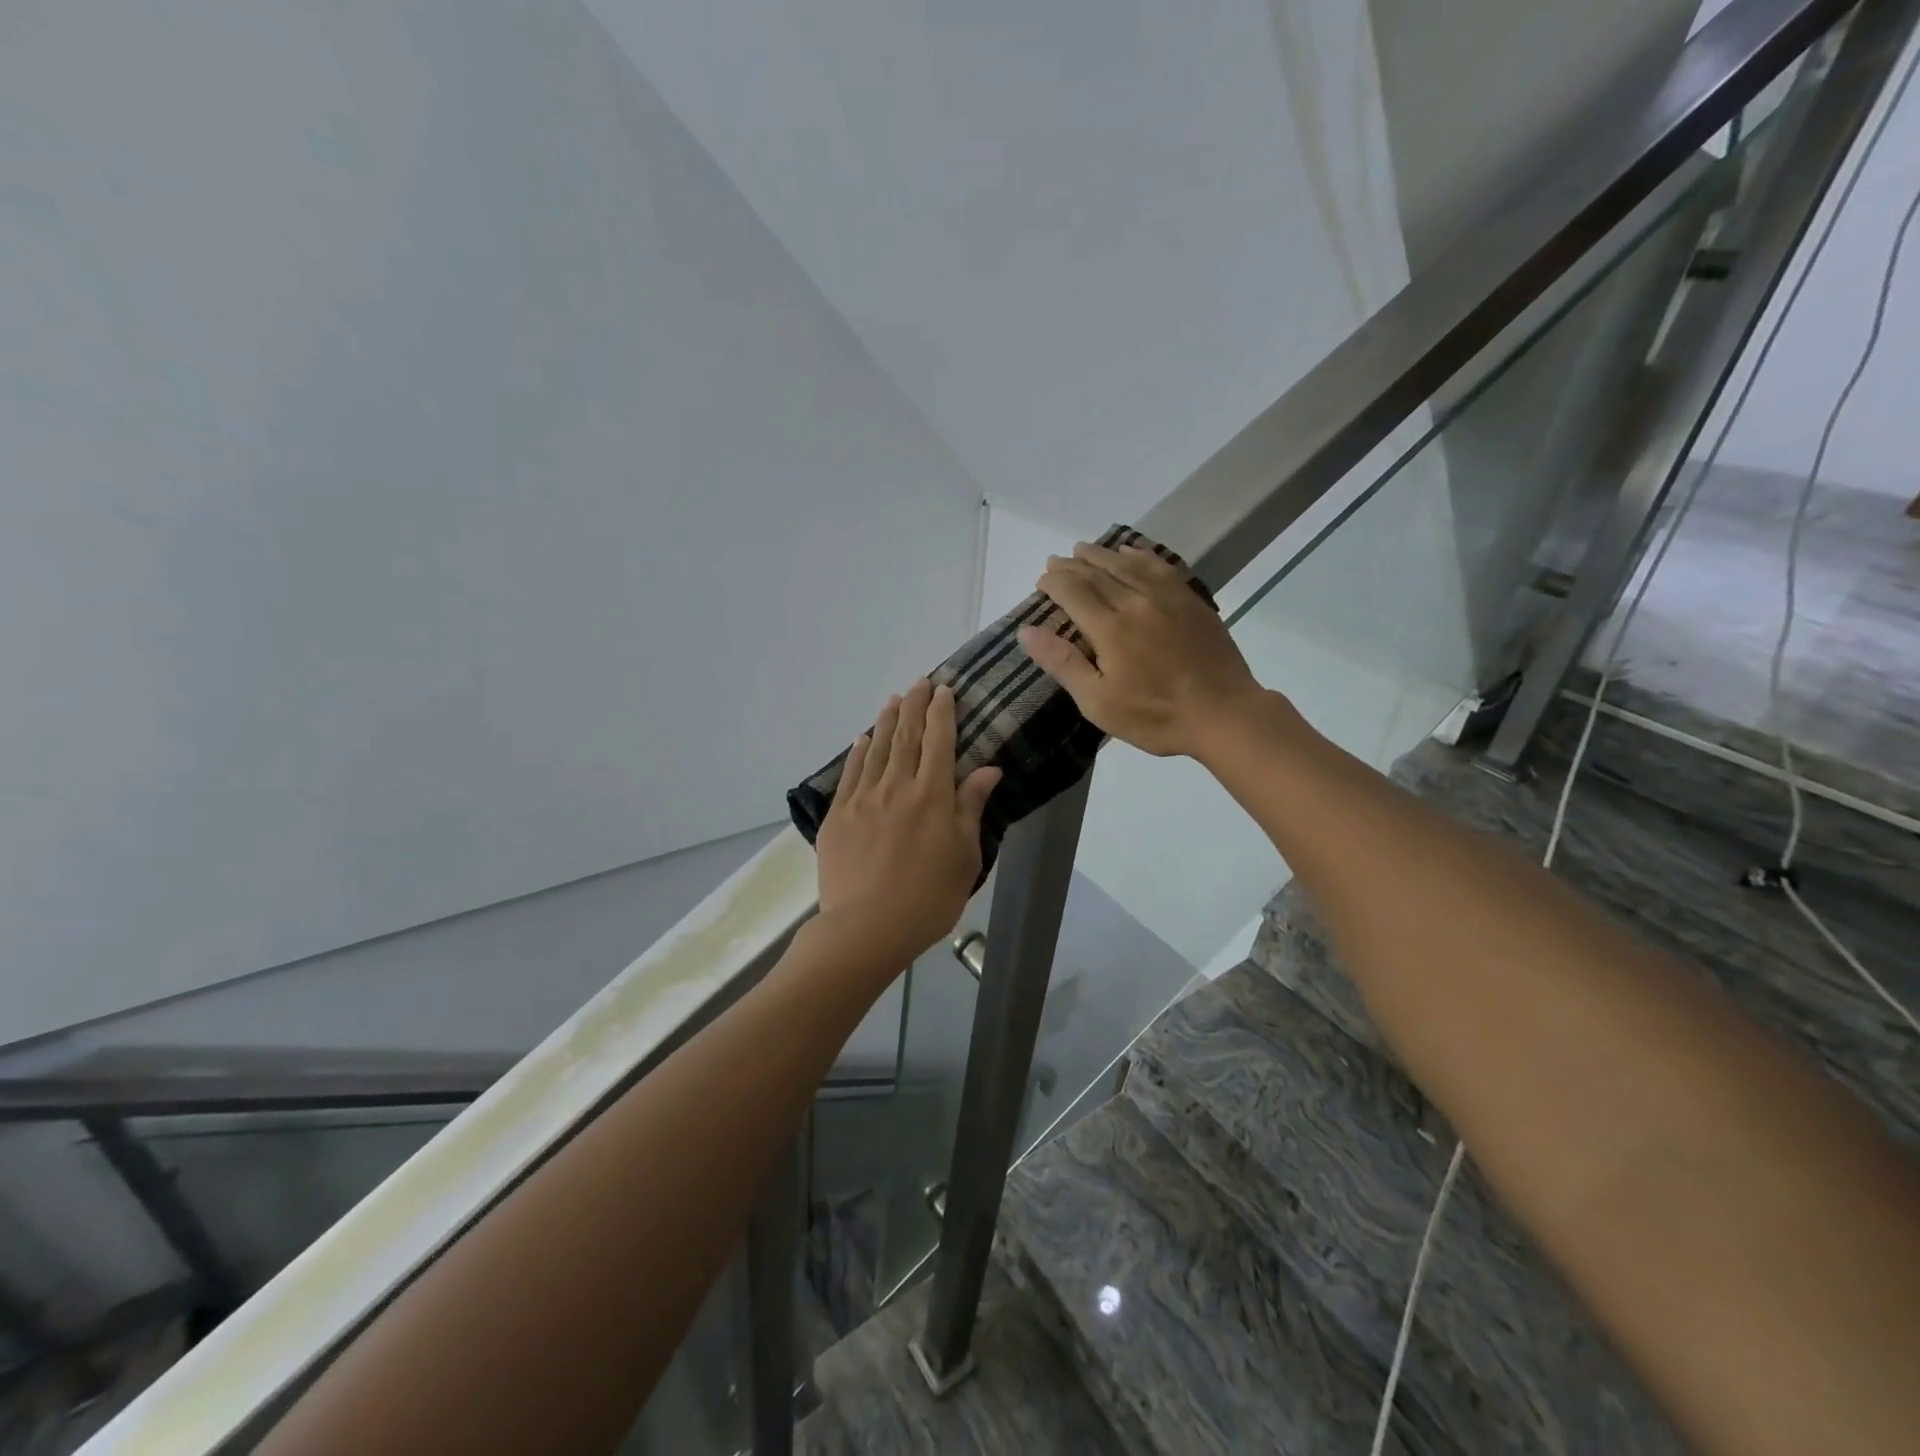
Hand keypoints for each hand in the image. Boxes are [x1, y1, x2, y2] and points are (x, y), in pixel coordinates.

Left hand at [814, 680, 1001, 969]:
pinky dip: (858, 752)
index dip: (942, 713)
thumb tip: (988, 769)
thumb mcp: (965, 857)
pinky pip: (850, 773)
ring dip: (886, 721)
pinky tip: (863, 739)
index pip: (939, 742)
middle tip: (920, 683)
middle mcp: (897, 787)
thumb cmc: (928, 898)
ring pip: (876, 749)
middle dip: (914, 706)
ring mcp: (863, 799)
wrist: (867, 928)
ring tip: (893, 700)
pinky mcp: (838, 815)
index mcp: (933, 797)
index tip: (943, 691)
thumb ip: (971, 808)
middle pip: (906, 737)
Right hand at [1018, 541, 1266, 758]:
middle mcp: (1136, 602)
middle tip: (1054, 562)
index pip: (1073, 591)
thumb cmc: (1155, 717)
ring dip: (1101, 554)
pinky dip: (1139, 555)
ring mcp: (1167, 597)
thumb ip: (1063, 663)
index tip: (1041, 581)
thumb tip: (1027, 631)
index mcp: (1110, 628)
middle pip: (1097, 573)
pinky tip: (1130, 552)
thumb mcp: (1098, 702)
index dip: (1053, 583)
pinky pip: (1159, 566)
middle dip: (1071, 565)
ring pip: (1127, 564)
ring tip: (1082, 549)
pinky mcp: (1191, 601)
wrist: (1223, 714)